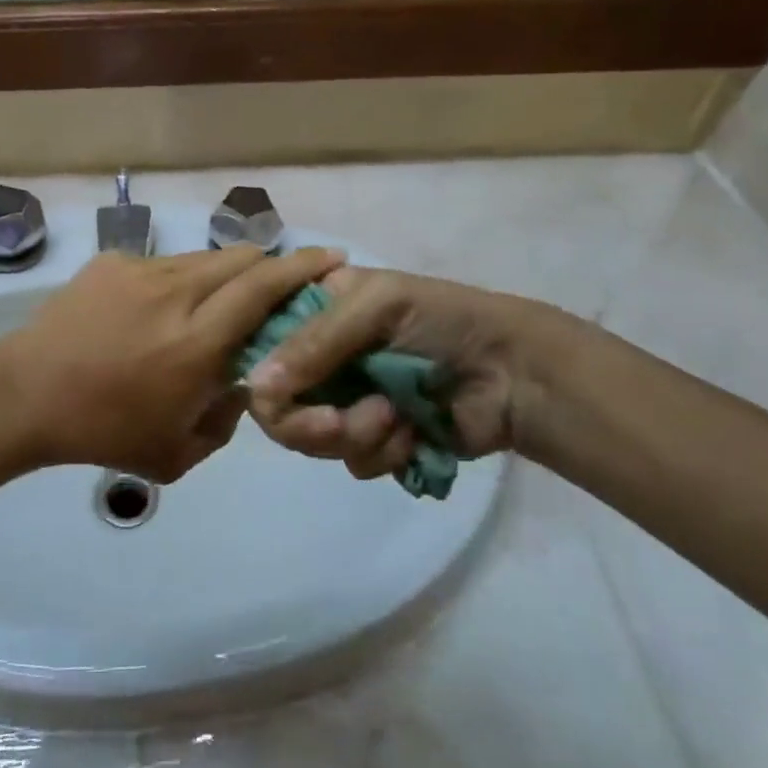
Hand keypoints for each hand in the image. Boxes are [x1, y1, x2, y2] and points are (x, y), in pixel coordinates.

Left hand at [0, 244, 343, 481]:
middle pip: (241, 258)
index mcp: (197, 342)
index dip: (303, 267)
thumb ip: (226, 421)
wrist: (25, 394)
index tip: (333, 257)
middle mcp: (176, 293)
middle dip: (272, 263)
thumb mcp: (177, 454)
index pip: (264, 288)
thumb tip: (244, 382)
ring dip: (225, 272)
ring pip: (203, 257)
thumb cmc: (103, 432)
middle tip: (282, 283)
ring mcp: (141, 270)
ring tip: (220, 299)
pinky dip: (180, 280)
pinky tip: (161, 309)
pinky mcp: (112, 262)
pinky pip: (163, 264)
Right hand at [243, 267, 580, 477]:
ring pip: (312, 439)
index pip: (260, 344)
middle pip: (278, 404)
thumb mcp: (376, 307)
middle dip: (308, 422)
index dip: (263, 374)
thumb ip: (313, 343)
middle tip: (339, 423)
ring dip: (354, 434)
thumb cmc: (443, 320)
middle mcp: (321, 356)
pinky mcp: (377, 438)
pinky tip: (413, 432)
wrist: (514, 371)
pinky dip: (383, 451)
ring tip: (395, 417)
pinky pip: (354, 461)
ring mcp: (347, 399)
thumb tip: (253, 387)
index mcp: (314, 310)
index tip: (281, 393)